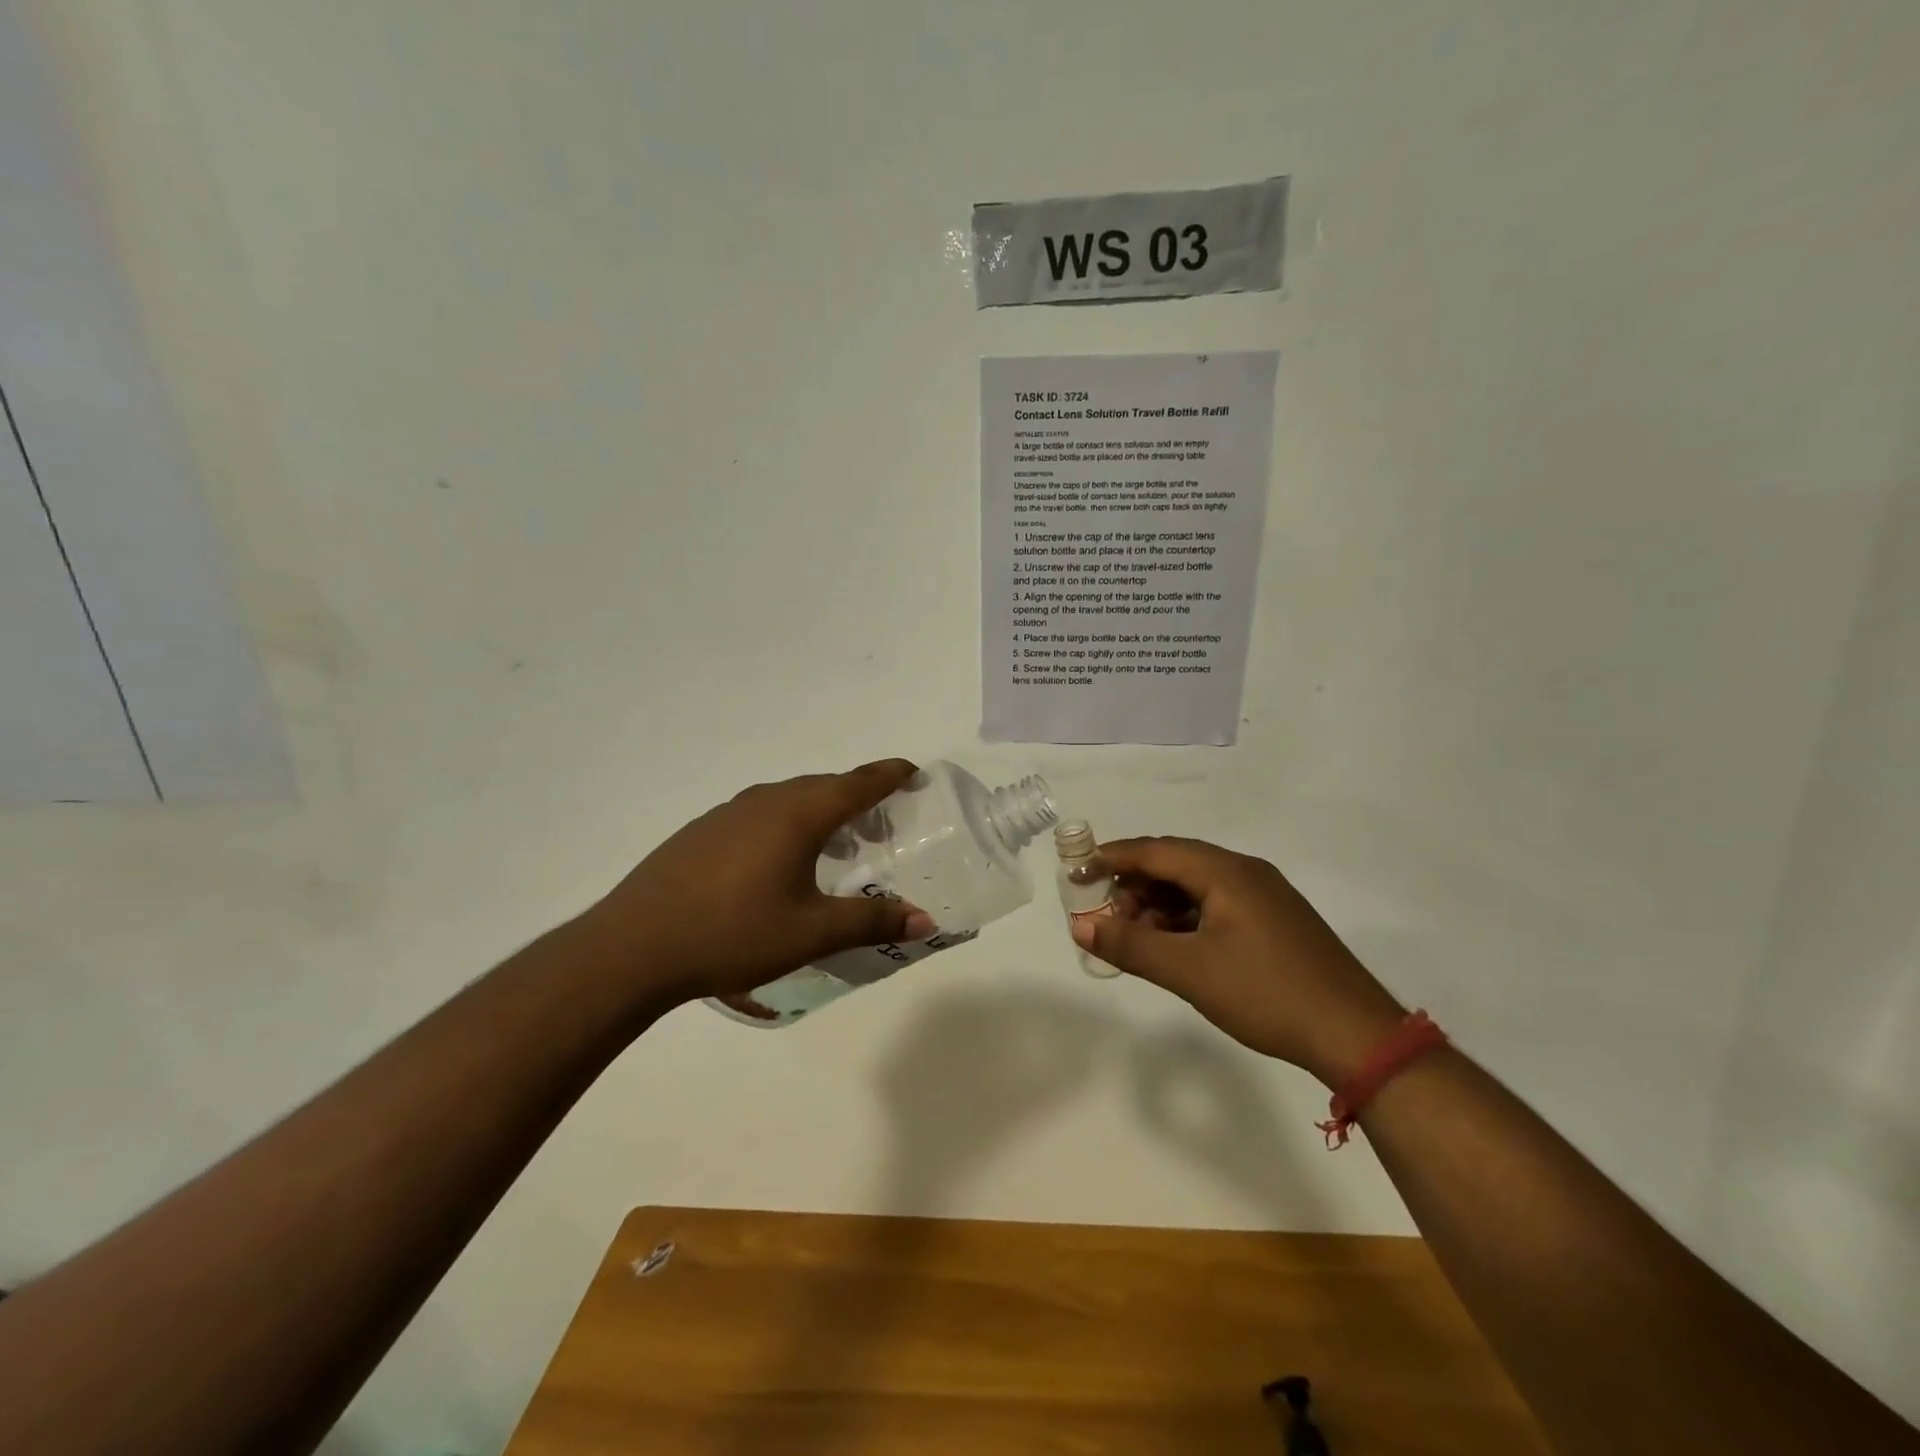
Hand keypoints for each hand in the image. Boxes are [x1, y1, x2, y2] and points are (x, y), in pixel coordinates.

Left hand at [582, 760, 935, 1004]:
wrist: (634, 946)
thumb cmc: (733, 933)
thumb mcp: (811, 932)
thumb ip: (871, 922)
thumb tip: (925, 920)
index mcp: (798, 814)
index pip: (858, 782)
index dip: (890, 774)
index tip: (913, 771)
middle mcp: (766, 800)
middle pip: (824, 786)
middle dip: (859, 797)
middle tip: (882, 823)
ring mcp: (728, 812)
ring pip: (789, 799)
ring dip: (820, 811)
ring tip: (835, 844)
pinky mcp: (702, 831)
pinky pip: (760, 813)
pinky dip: (787, 824)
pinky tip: (778, 861)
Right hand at [1073, 837, 1406, 1084]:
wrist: (1356, 1035)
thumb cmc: (1266, 993)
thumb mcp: (1189, 971)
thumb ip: (1131, 944)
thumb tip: (1079, 924)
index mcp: (1226, 872)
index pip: (1156, 850)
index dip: (1112, 857)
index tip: (1076, 872)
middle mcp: (1246, 872)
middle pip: (1175, 864)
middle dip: (1134, 886)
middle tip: (1107, 917)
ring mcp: (1264, 896)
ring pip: (1196, 886)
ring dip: (1159, 905)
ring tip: (1136, 937)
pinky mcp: (1274, 921)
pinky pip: (1216, 905)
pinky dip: (1186, 919)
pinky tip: (1174, 947)